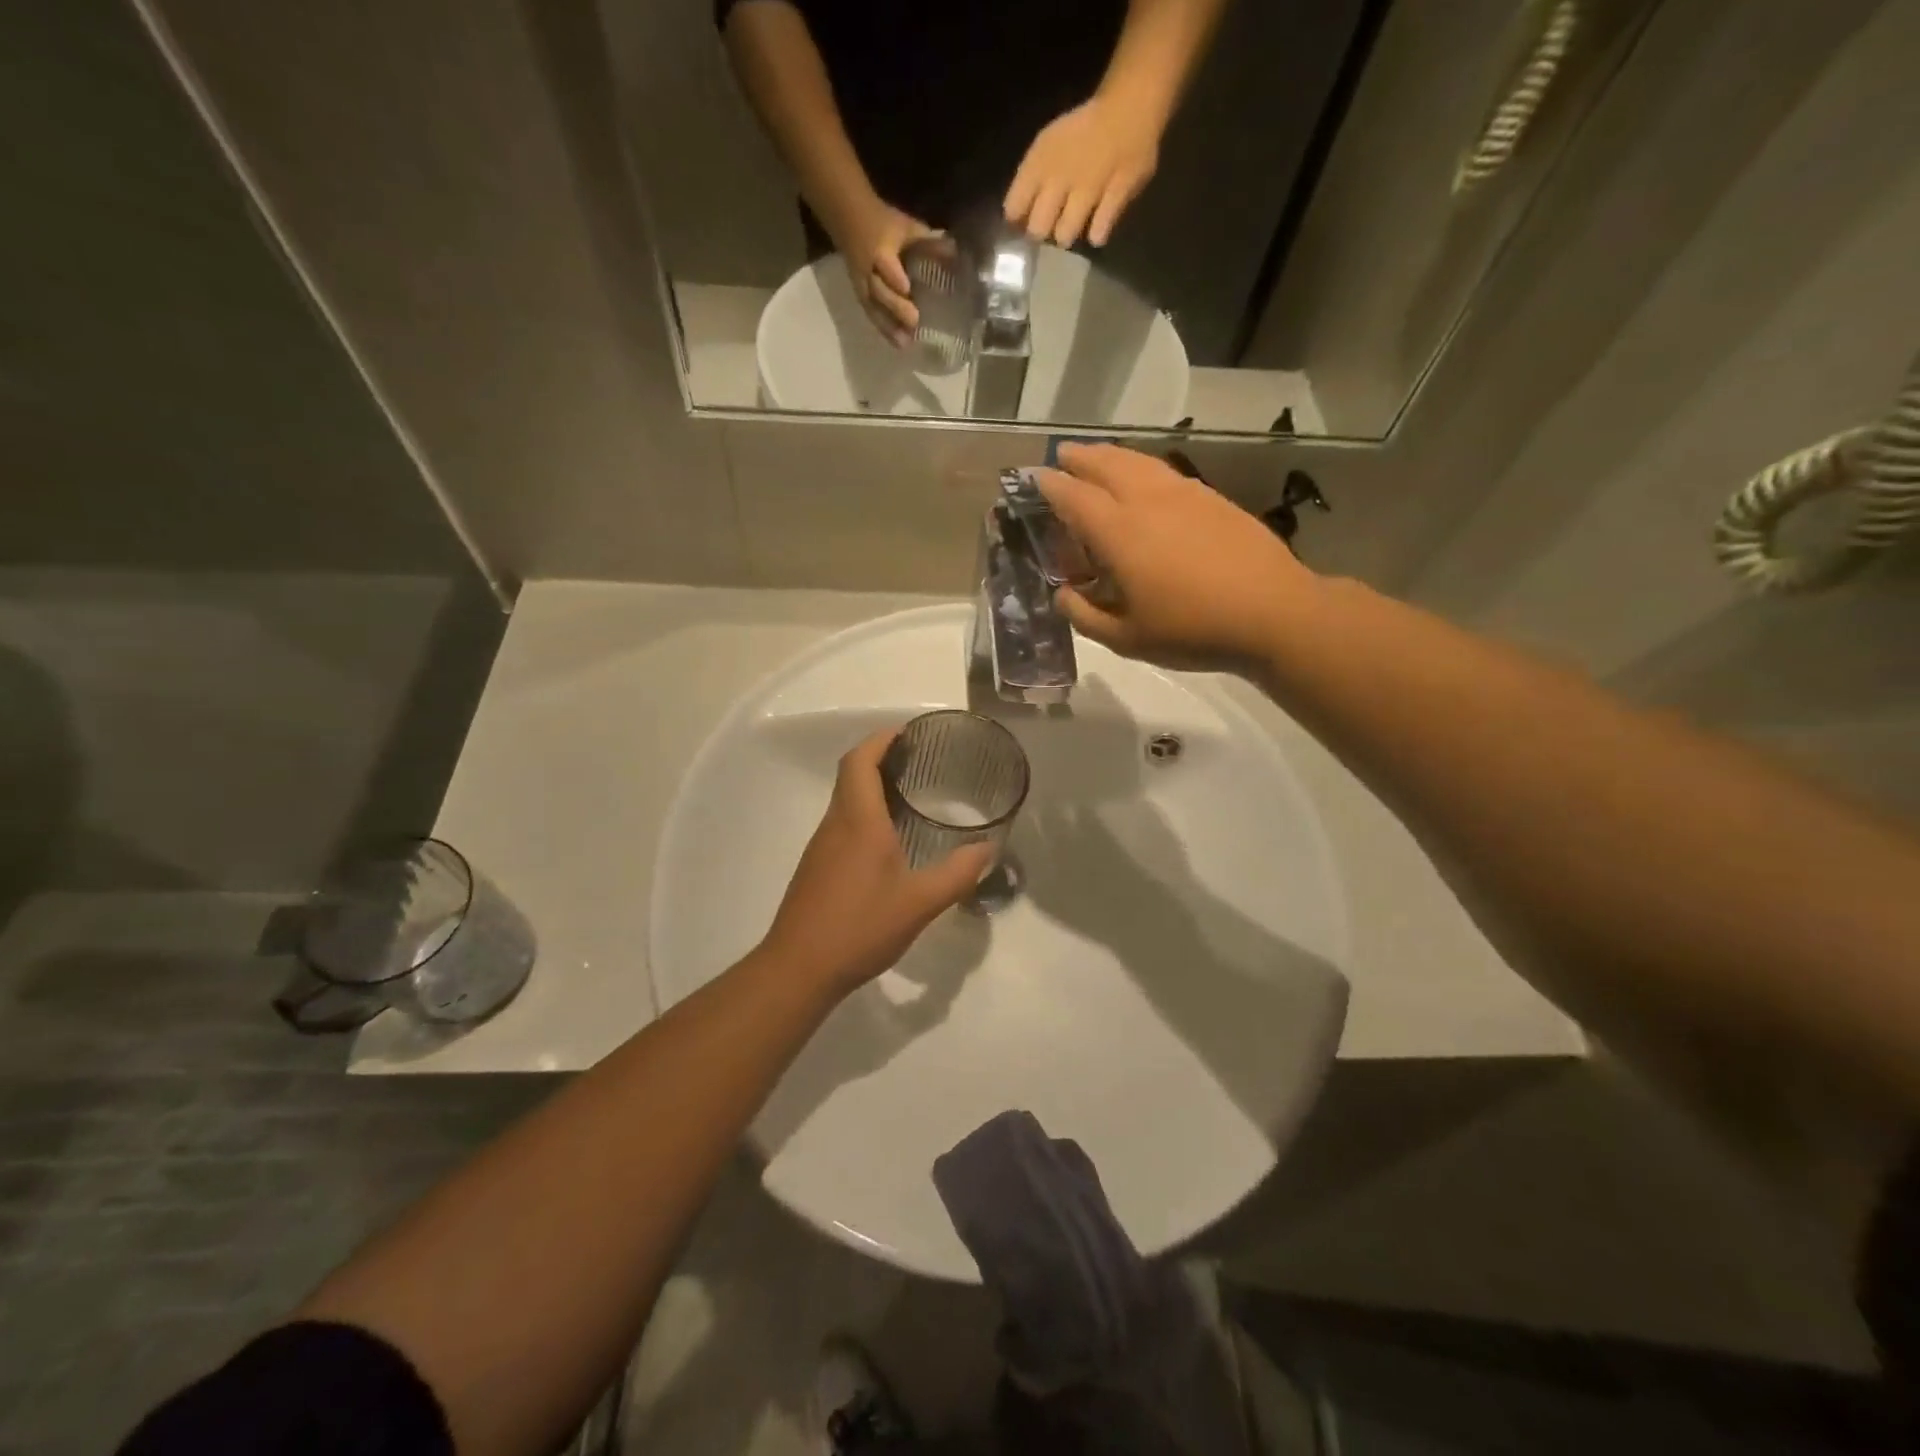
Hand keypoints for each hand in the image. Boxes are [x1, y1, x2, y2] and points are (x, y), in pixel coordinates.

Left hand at [760, 728, 993, 995]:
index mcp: (858, 820)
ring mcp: (821, 846)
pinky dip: (864, 814)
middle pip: (850, 774)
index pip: (860, 761)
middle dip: (880, 758)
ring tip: (910, 795)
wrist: (799, 968)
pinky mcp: (816, 867)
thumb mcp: (920, 903)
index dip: (881, 739)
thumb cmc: (860, 926)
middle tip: (919, 762)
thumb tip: (988, 848)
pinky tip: (888, 841)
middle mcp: (835, 824)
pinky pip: (842, 824)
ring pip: (845, 800)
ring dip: (871, 787)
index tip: (908, 733)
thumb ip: (957, 873)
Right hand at [833, 199, 939, 348]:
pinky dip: (884, 328)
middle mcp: (868, 270)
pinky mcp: (861, 296)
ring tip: (905, 343)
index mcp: (879, 249)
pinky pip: (871, 313)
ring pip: (873, 307)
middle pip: (879, 290)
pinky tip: (897, 343)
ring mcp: (862, 285)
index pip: (885, 264)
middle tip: (914, 321)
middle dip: (895, 306)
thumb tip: (955, 252)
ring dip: (888, 326)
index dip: (894, 276)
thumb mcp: (905, 226)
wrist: (847, 218)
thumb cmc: (882, 222)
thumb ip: (927, 241)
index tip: (907, 289)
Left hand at [1004, 97, 1159, 247]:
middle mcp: (1059, 178)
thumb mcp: (1048, 146)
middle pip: (1038, 229)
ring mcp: (1088, 189)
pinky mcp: (1115, 197)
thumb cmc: (1083, 131)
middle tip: (1052, 225)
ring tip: (1075, 223)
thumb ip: (1030, 181)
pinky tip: (1098, 227)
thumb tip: (1017, 219)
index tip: (1024, 222)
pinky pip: (1098, 230)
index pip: (1014, 208)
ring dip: (1067, 234)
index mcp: (1039, 162)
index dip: (1017, 220)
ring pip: (1064, 235)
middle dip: (1042, 233)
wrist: (1128, 107)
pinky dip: (1097, 232)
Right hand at [1035, 443, 1318, 671]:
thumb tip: (1063, 595)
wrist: (1272, 612)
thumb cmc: (1192, 630)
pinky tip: (1145, 478)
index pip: (1074, 497)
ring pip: (1138, 461)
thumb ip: (1085, 616)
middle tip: (1062, 456)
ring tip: (1097, 457)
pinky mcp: (1211, 497)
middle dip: (1079, 458)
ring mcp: (1183, 494)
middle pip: (1105, 465)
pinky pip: (1165, 471)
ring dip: (1111, 455)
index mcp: (1119, 533)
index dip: (1050, 485)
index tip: (1033, 477)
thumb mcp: (1126, 639)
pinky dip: (1142, 466)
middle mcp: (1147, 501)